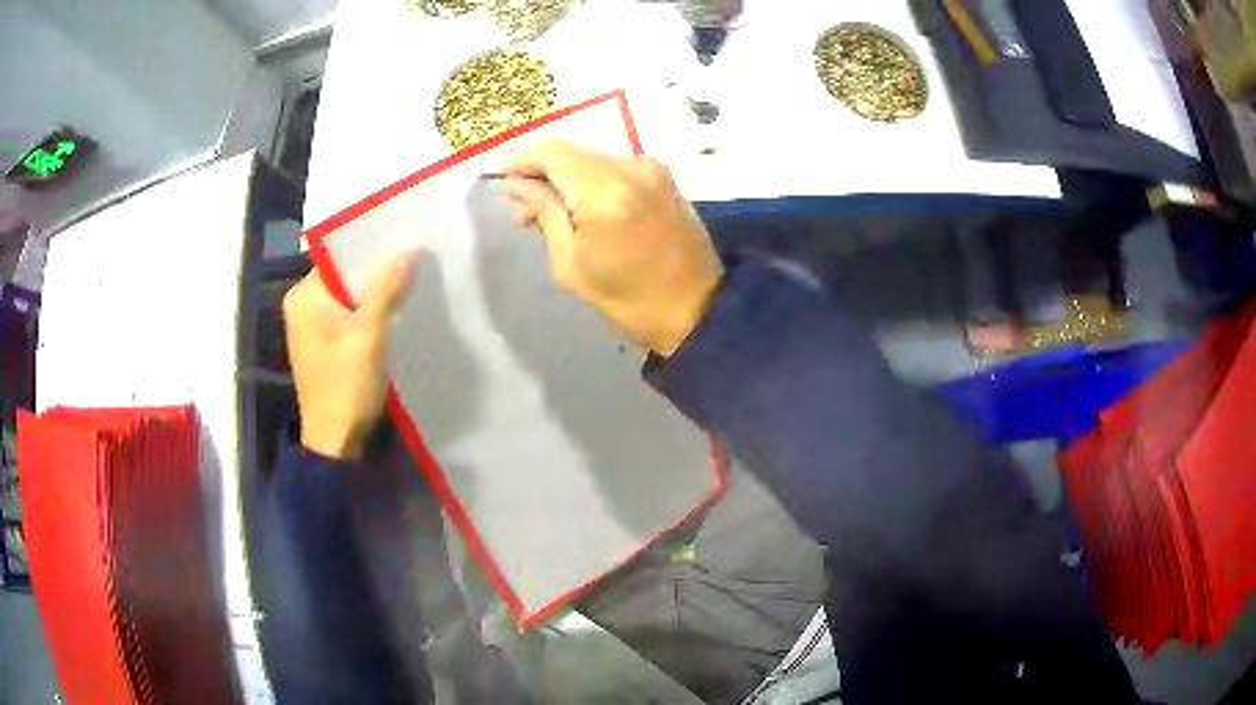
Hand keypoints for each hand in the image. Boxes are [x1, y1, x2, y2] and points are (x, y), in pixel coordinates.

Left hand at [283, 251, 418, 460]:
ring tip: (411, 279)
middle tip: (415, 258)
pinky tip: (396, 309)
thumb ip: (385, 291)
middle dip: (377, 270)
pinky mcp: (325, 341)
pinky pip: (350, 314)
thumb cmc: (345, 388)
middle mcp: (303, 304)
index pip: (339, 257)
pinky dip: (370, 311)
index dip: (372, 248)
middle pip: (345, 275)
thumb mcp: (368, 337)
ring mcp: (312, 324)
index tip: (405, 238)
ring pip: (350, 295)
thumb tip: (408, 250)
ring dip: (376, 292)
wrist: (335, 442)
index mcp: (303, 297)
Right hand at [500, 141, 723, 355]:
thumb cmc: (628, 299)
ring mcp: (653, 168)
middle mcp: (631, 166)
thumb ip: (543, 212)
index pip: (550, 152)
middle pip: (571, 151)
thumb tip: (516, 182)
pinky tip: (584, 208)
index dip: (520, 160)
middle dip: (541, 172)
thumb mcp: (571, 264)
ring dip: (566, 177)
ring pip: (592, 158)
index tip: (501, 179)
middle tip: (523, 211)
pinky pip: (615, 167)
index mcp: (604, 190)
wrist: (697, 311)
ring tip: (552, 215)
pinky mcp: (665, 177)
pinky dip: (592, 180)